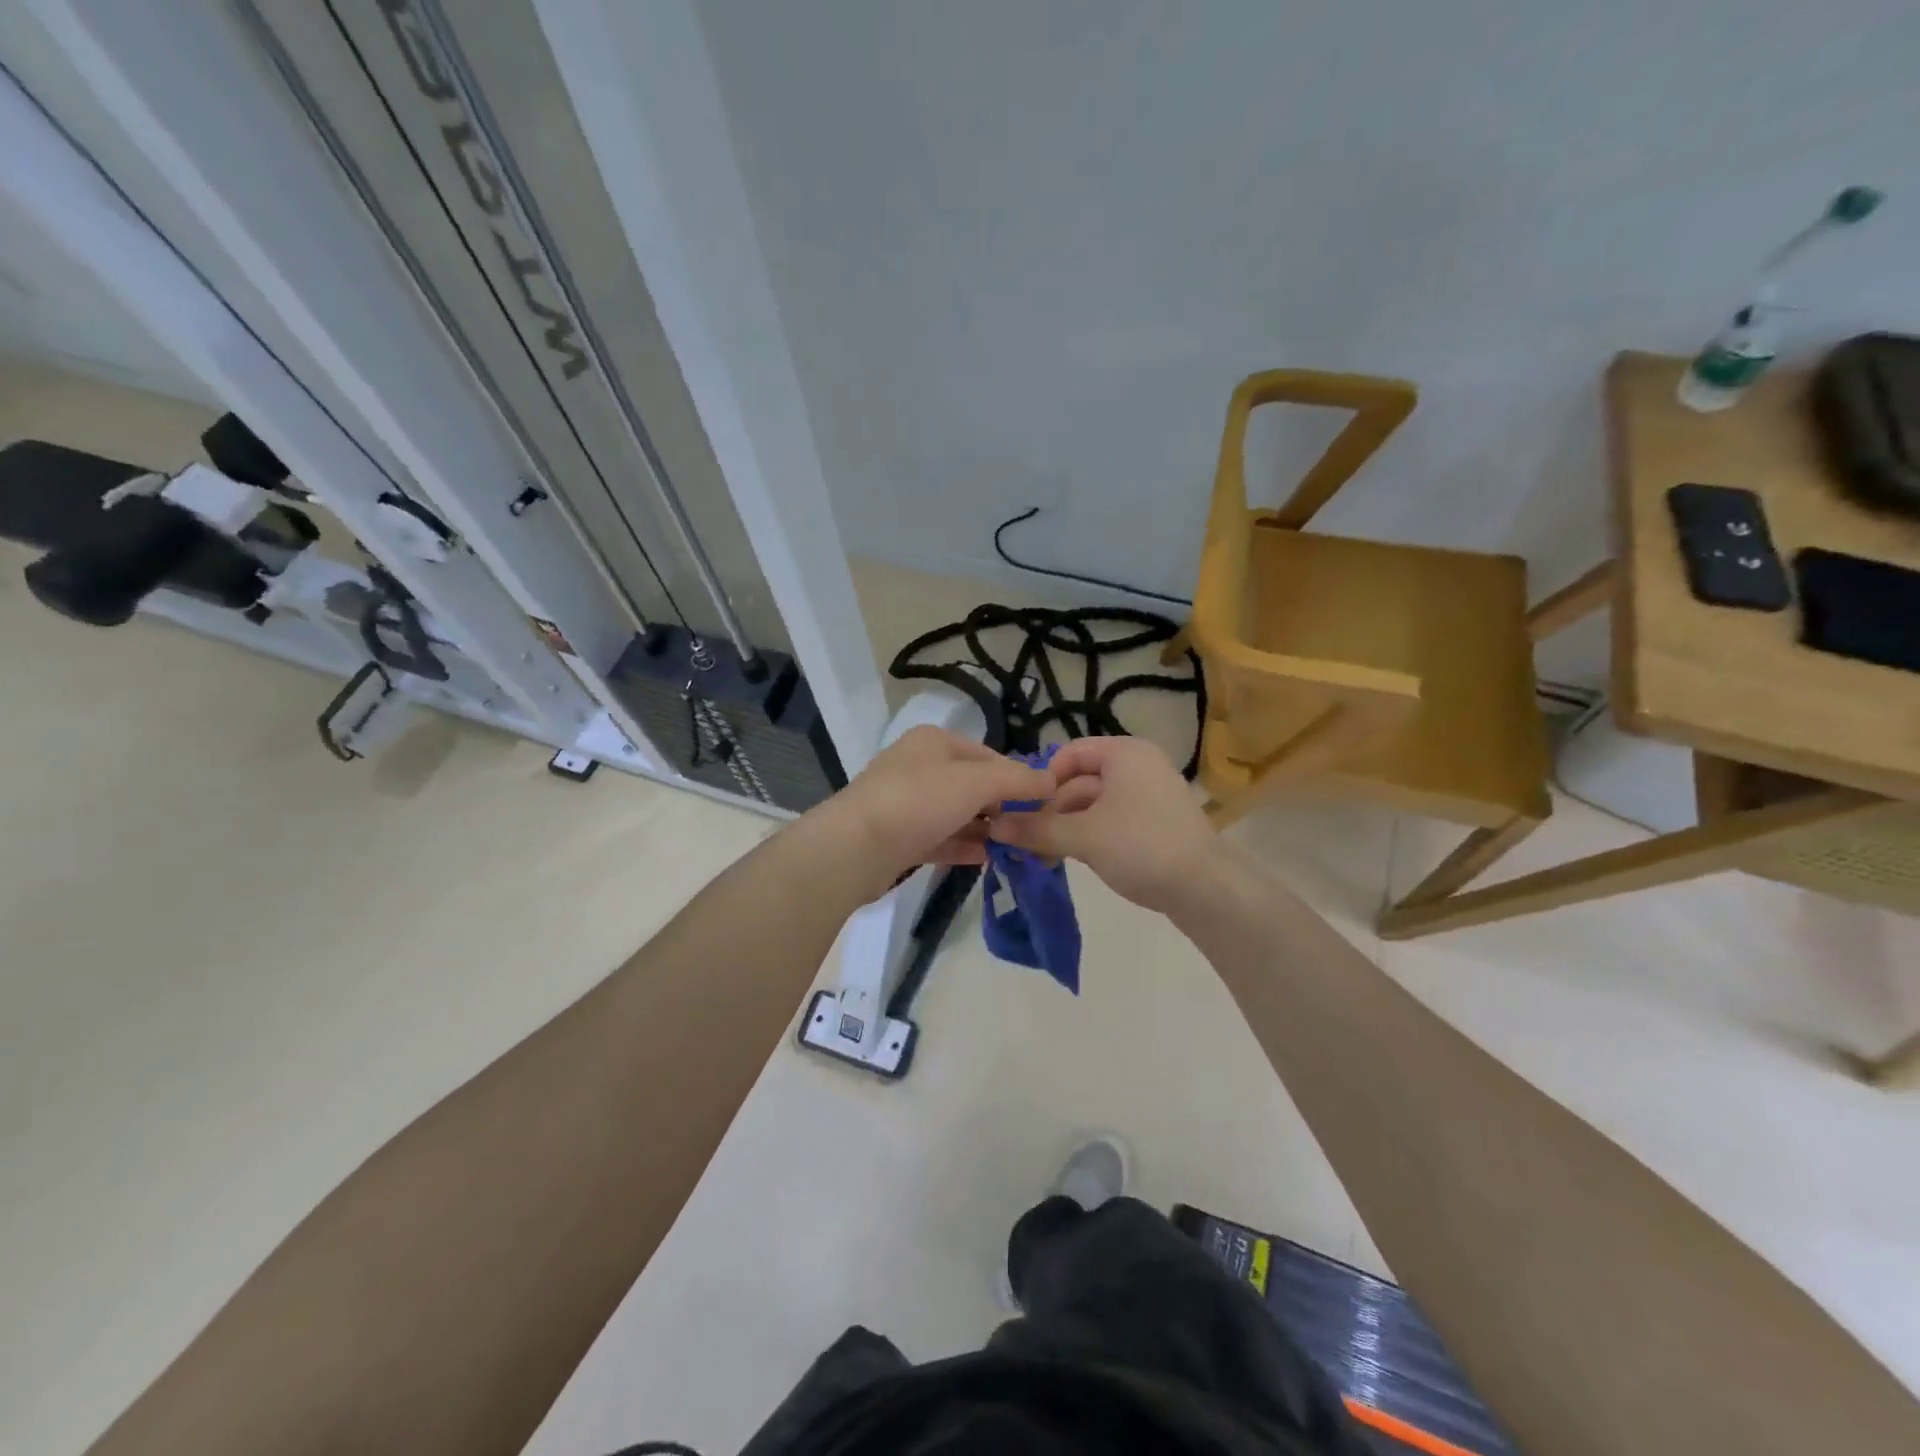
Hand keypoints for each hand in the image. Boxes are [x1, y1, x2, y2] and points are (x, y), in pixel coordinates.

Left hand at [805, 726, 1054, 899]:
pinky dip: (964, 846)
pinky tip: (987, 859)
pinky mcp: (899, 837)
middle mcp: (918, 766)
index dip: (1017, 777)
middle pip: (972, 785)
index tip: (1042, 804)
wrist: (854, 848)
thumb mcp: (976, 782)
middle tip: (1031, 831)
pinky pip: (940, 838)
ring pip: (956, 813)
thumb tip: (1051, 780)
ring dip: (985, 829)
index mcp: (934, 742)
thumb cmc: (918, 802)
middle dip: (1002, 806)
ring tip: (1016, 848)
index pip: (988, 755)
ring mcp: (906, 803)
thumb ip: (1017, 780)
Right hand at [988, 736, 1219, 912]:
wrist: (1205, 889)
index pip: (1069, 754)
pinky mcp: (1153, 824)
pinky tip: (1065, 858)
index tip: (1021, 809)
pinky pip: (1110, 821)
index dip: (1041, 779)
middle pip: (1079, 781)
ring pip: (1092, 805)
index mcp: (1125, 754)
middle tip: (1022, 838)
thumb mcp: (1082, 836)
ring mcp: (1148, 796)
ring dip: (1064, 826)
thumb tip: (993, 827)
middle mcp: (1137, 766)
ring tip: (1039, 854)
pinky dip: (1086, 835)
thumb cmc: (1141, 846)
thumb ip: (1035, 829)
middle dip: (1050, 809)